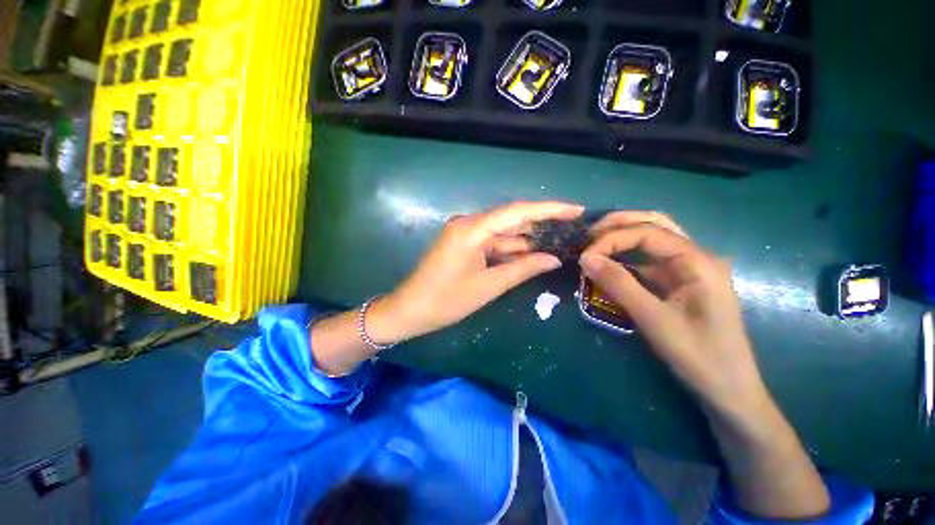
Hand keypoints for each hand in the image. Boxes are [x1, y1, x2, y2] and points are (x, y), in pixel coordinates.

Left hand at [370, 201, 583, 343]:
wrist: (410, 309)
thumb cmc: (447, 301)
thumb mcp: (489, 286)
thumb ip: (522, 269)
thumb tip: (554, 259)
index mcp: (472, 229)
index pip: (517, 211)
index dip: (549, 209)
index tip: (575, 210)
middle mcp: (468, 223)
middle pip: (511, 218)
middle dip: (540, 224)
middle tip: (571, 226)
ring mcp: (464, 232)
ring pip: (502, 232)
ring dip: (526, 239)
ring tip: (557, 241)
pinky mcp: (463, 242)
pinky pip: (492, 241)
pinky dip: (509, 248)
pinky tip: (530, 254)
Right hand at [580, 212, 766, 414]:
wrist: (729, 388)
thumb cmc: (698, 356)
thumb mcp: (653, 319)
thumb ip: (619, 284)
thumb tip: (585, 258)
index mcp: (698, 261)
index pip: (648, 232)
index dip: (612, 239)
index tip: (585, 256)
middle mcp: (696, 256)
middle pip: (655, 224)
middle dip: (619, 225)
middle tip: (588, 235)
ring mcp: (690, 268)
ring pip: (654, 237)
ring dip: (624, 235)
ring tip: (595, 241)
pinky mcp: (681, 281)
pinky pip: (651, 258)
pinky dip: (628, 254)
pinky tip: (610, 260)